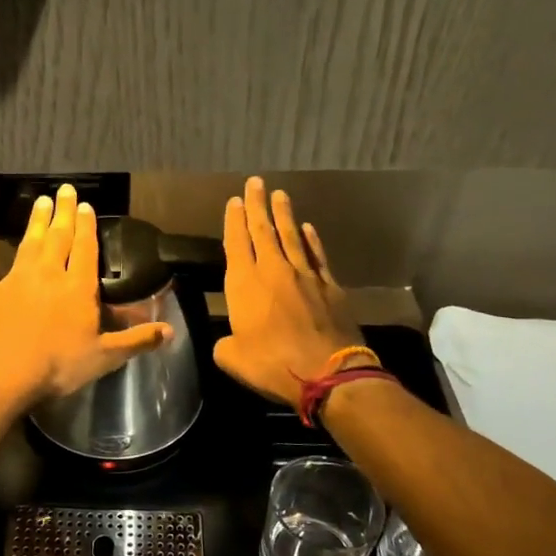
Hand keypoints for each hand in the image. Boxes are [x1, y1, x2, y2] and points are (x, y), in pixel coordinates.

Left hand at [0, 184, 172, 402]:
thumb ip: (137, 340)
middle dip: (63, 213)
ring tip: (40, 201)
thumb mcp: (105, 357)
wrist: (4, 372)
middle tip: (65, 190)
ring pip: (28, 243)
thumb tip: (171, 331)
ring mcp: (15, 279)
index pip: (86, 250)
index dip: (87, 227)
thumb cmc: (58, 365)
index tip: (86, 206)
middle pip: (58, 238)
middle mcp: (48, 274)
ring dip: (35, 222)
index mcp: (78, 288)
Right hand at [213, 177, 363, 407]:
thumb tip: (229, 340)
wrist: (328, 373)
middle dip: (257, 206)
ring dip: (284, 215)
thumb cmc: (272, 365)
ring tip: (280, 195)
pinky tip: (308, 228)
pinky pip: (317, 255)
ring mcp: (305, 276)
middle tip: (255, 182)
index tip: (234, 201)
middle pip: (263, 231)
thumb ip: (225, 343)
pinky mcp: (330, 287)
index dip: (234, 221)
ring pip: (292, 237)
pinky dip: (311, 240)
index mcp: (245, 284)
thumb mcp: (232, 358)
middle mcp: (274, 271)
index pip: (236, 243)